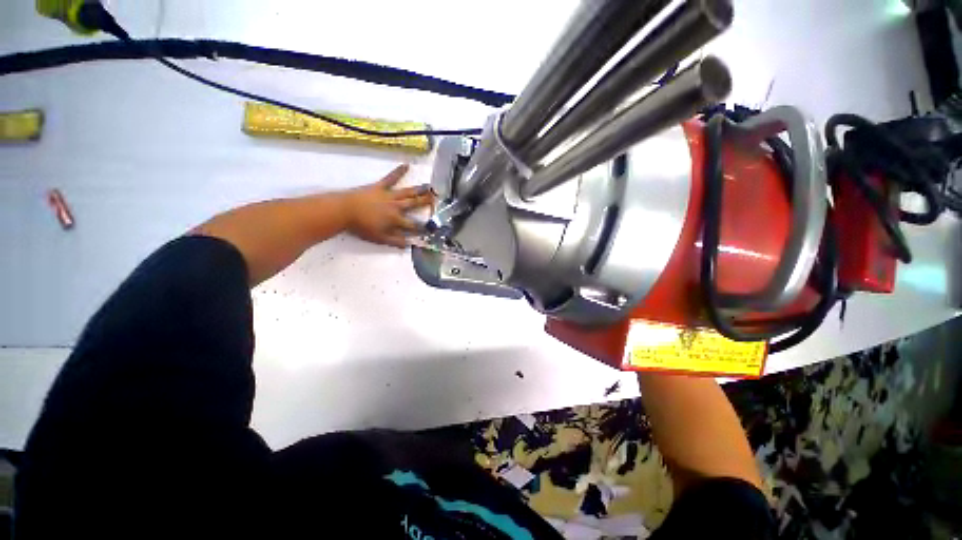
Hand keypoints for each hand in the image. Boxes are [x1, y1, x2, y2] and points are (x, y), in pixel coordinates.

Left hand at [342, 164, 433, 247]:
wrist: (344, 210)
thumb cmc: (362, 226)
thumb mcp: (379, 238)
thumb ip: (395, 241)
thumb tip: (409, 244)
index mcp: (396, 220)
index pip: (413, 225)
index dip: (422, 227)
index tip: (431, 228)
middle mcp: (396, 206)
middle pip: (414, 204)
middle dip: (426, 202)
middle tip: (436, 199)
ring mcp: (389, 195)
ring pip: (408, 192)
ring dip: (419, 189)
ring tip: (429, 186)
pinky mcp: (380, 187)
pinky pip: (391, 178)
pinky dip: (398, 171)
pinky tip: (406, 165)